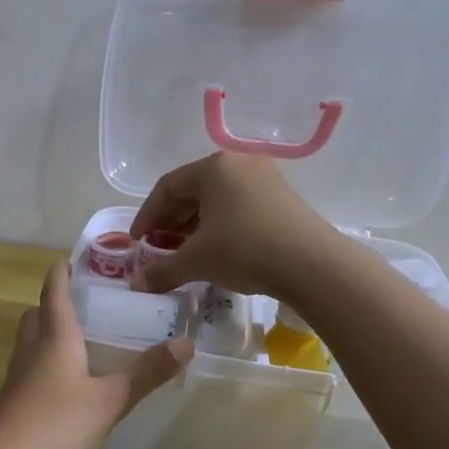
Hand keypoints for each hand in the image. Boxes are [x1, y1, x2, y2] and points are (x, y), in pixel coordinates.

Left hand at [0, 262, 192, 448]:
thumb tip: (186, 343)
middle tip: (82, 305)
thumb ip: (146, 373)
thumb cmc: (56, 426)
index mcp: (54, 339)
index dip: (61, 274)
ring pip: (30, 345)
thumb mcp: (109, 400)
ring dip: (48, 336)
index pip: (53, 293)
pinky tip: (66, 388)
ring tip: (79, 343)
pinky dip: (45, 368)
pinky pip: (28, 373)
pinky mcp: (11, 407)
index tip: (70, 260)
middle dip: (53, 305)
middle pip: (35, 316)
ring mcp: (16, 381)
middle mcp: (31, 352)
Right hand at [128, 152, 333, 296]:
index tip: (136, 242)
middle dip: (170, 221)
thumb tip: (136, 284)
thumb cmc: (244, 250)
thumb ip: (162, 270)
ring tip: (183, 251)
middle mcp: (239, 164)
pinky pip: (239, 206)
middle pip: (193, 190)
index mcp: (213, 168)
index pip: (167, 187)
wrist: (312, 265)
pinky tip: (215, 250)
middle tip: (157, 246)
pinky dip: (219, 225)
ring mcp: (265, 179)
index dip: (146, 216)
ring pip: (217, 199)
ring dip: (194, 225)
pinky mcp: (283, 198)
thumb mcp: (197, 261)